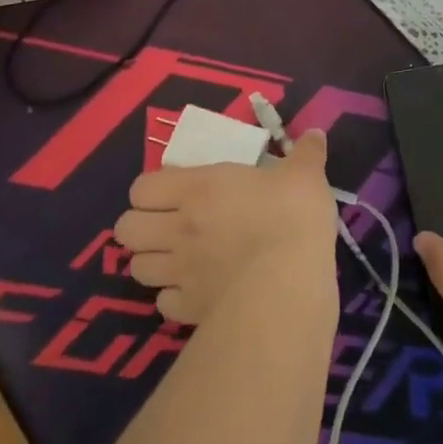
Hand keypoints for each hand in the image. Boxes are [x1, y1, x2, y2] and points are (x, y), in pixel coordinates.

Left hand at [115, 131, 338, 324]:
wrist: (288, 282)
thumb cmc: (292, 217)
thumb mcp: (305, 175)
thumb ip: (307, 153)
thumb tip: (316, 134)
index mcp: (197, 189)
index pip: (141, 188)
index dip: (152, 191)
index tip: (175, 192)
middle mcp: (177, 229)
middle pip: (126, 229)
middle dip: (141, 227)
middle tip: (169, 226)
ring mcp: (179, 272)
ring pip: (137, 268)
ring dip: (153, 262)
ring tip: (177, 259)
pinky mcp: (189, 310)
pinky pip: (163, 304)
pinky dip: (173, 298)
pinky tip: (196, 291)